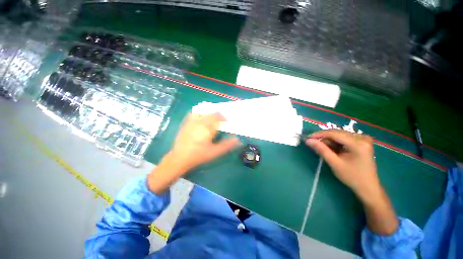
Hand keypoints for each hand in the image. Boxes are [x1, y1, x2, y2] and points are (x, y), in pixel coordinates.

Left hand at [170, 112, 239, 170]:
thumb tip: (238, 140)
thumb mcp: (215, 152)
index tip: (227, 121)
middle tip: (221, 120)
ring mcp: (191, 122)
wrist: (179, 158)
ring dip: (209, 113)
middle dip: (218, 115)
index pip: (218, 118)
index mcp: (208, 128)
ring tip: (212, 117)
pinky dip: (198, 113)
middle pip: (211, 114)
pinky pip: (193, 114)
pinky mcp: (185, 123)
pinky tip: (201, 116)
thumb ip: (227, 145)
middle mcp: (200, 122)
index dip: (224, 118)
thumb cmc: (199, 155)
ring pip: (202, 112)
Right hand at [305, 129, 379, 199]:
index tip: (308, 138)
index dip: (319, 134)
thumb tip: (308, 140)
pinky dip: (335, 143)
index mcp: (358, 143)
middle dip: (324, 138)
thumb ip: (321, 150)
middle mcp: (362, 138)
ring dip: (329, 141)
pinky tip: (331, 149)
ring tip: (322, 148)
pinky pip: (344, 138)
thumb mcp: (335, 163)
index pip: (335, 134)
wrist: (368, 187)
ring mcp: (363, 139)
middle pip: (337, 133)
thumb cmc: (352, 177)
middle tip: (313, 143)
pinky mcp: (362, 142)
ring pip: (339, 135)